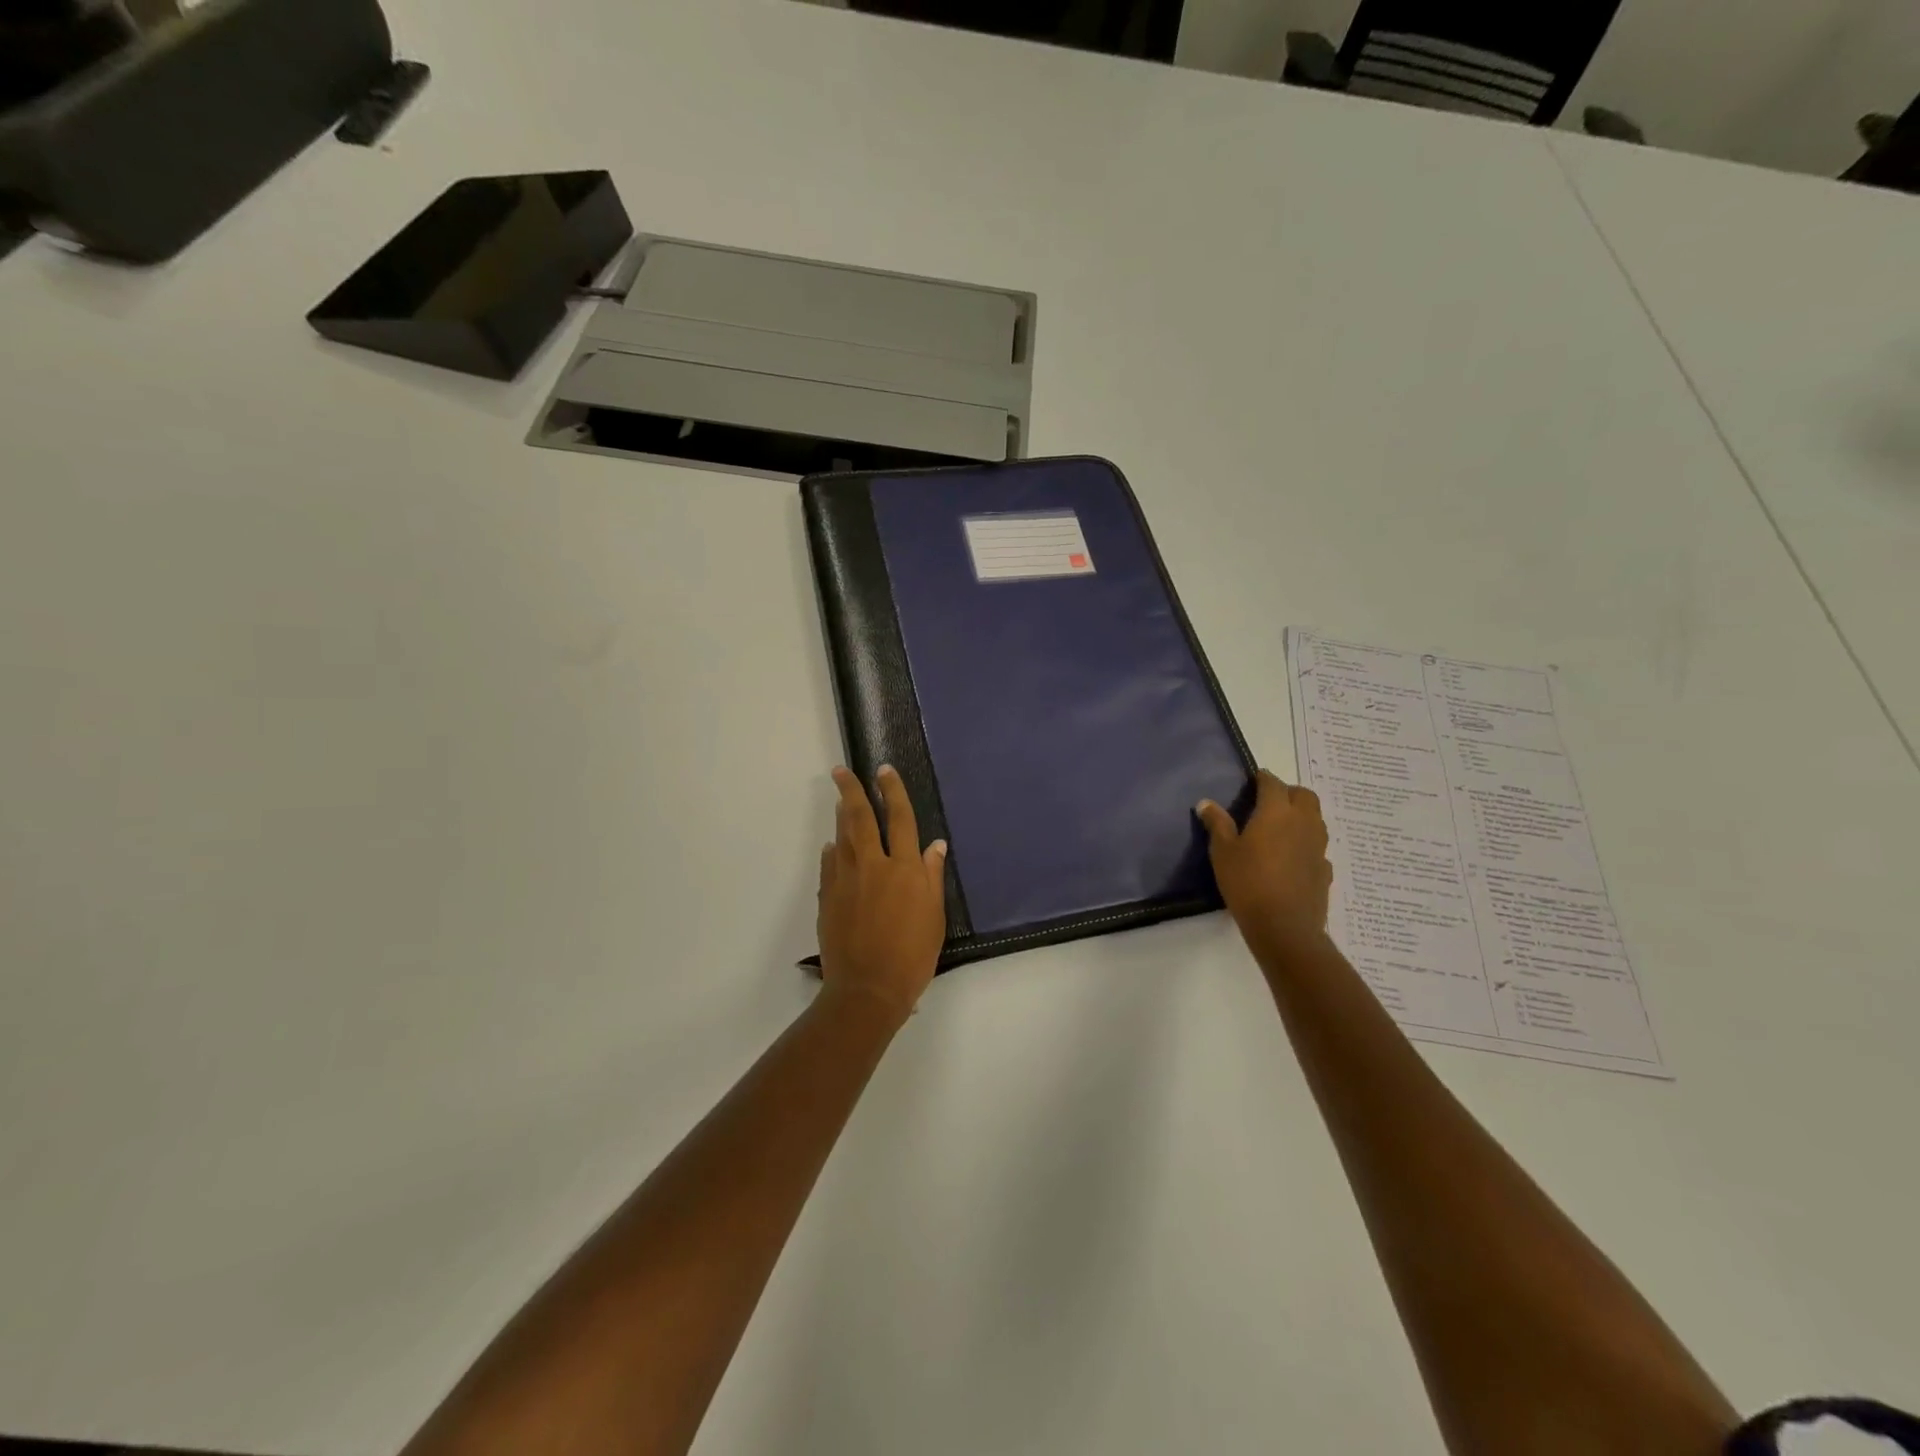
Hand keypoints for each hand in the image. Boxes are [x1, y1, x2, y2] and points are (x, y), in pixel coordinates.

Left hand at [817, 765, 947, 1024]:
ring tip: (839, 799)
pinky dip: (832, 850)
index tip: (884, 771)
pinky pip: (829, 864)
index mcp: (904, 869)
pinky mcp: (828, 897)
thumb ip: (932, 877)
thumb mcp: (934, 916)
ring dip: (840, 815)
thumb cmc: (912, 956)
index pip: (900, 818)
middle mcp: (873, 866)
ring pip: (841, 837)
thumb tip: (934, 846)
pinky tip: (833, 846)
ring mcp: (846, 880)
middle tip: (841, 771)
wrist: (868, 989)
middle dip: (851, 790)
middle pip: (860, 818)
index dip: (893, 792)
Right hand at [1196, 770, 1331, 949]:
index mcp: (1276, 812)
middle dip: (1288, 792)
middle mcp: (1303, 822)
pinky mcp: (1325, 870)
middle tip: (1268, 802)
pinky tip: (1292, 858)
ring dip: (1301, 816)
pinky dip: (1306, 844)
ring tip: (1280, 827)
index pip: (1273, 783)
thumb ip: (1217, 824)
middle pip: (1304, 795)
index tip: (1253, 779)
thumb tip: (1206, 803)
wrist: (1284, 926)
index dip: (1263, 778)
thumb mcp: (1222, 852)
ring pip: (1315, 819)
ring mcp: (1318, 847)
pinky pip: (1317, 847)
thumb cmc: (1247, 882)